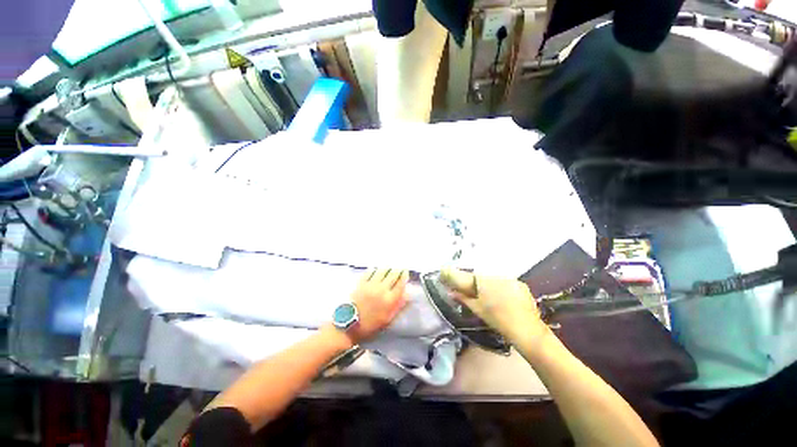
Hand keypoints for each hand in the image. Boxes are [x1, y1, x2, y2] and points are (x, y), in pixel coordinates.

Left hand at [347, 268, 408, 343]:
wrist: (349, 324)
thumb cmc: (370, 325)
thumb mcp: (387, 319)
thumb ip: (398, 306)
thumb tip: (407, 295)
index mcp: (389, 300)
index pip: (400, 284)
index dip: (404, 277)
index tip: (405, 273)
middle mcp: (381, 290)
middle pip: (392, 275)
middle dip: (397, 271)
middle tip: (398, 270)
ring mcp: (371, 285)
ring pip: (382, 271)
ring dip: (387, 269)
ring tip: (388, 269)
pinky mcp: (361, 283)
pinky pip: (370, 272)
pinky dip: (374, 269)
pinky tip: (376, 270)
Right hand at [440, 268, 549, 343]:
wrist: (528, 330)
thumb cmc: (498, 321)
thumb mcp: (477, 310)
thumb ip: (463, 298)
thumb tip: (450, 292)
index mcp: (483, 282)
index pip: (464, 275)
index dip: (453, 274)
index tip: (444, 272)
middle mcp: (495, 275)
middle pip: (478, 276)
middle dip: (473, 281)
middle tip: (470, 289)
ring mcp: (509, 278)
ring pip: (492, 278)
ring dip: (487, 284)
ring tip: (490, 296)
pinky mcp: (519, 283)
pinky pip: (505, 281)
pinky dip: (501, 287)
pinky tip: (503, 297)